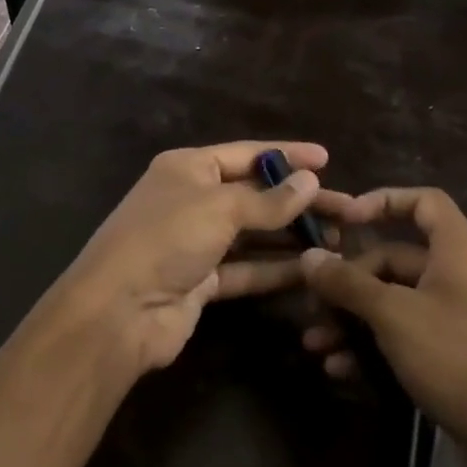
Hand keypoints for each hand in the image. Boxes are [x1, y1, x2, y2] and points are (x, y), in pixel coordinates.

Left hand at [42, 141, 326, 373]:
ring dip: (292, 237)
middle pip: (255, 195)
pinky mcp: (202, 281)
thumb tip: (310, 181)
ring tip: (338, 240)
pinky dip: (276, 269)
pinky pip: (246, 269)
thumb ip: (268, 200)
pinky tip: (312, 270)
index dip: (287, 155)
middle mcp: (191, 200)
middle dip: (298, 202)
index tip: (328, 159)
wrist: (118, 312)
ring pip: (254, 234)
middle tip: (348, 210)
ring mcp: (196, 243)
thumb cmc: (166, 240)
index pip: (246, 154)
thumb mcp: (219, 209)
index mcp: (187, 168)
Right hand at [300, 187, 466, 466]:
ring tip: (316, 345)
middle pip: (395, 259)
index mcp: (460, 251)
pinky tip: (341, 370)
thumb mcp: (394, 316)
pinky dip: (372, 348)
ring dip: (352, 321)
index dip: (382, 201)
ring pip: (394, 304)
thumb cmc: (460, 360)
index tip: (342, 220)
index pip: (423, 202)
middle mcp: (461, 278)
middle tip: (312, 305)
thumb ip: (348, 283)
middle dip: (349, 282)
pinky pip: (405, 338)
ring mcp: (459, 320)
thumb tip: (309, 257)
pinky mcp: (454, 358)